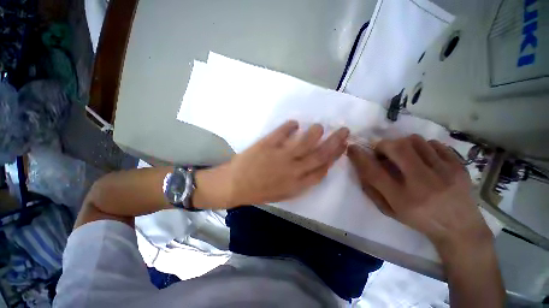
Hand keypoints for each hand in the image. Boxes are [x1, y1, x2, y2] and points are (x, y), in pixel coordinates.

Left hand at [226, 120, 348, 205]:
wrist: (235, 185)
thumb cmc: (260, 191)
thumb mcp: (285, 192)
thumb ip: (302, 181)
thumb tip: (316, 166)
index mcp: (298, 184)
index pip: (323, 169)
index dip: (335, 157)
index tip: (342, 147)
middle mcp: (293, 170)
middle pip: (320, 154)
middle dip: (335, 141)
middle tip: (343, 130)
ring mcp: (280, 156)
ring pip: (305, 141)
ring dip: (315, 132)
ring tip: (319, 126)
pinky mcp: (268, 144)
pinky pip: (283, 131)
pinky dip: (290, 125)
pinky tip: (295, 123)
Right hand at [347, 134, 491, 250]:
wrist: (460, 229)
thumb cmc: (419, 220)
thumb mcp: (389, 210)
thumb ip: (372, 189)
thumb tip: (361, 167)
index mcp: (402, 199)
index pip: (374, 172)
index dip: (359, 157)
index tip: (352, 148)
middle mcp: (423, 184)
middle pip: (397, 148)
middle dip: (383, 145)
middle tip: (382, 152)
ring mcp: (444, 173)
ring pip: (415, 141)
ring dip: (402, 144)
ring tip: (404, 155)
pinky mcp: (459, 166)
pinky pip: (434, 144)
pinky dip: (423, 147)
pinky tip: (423, 158)